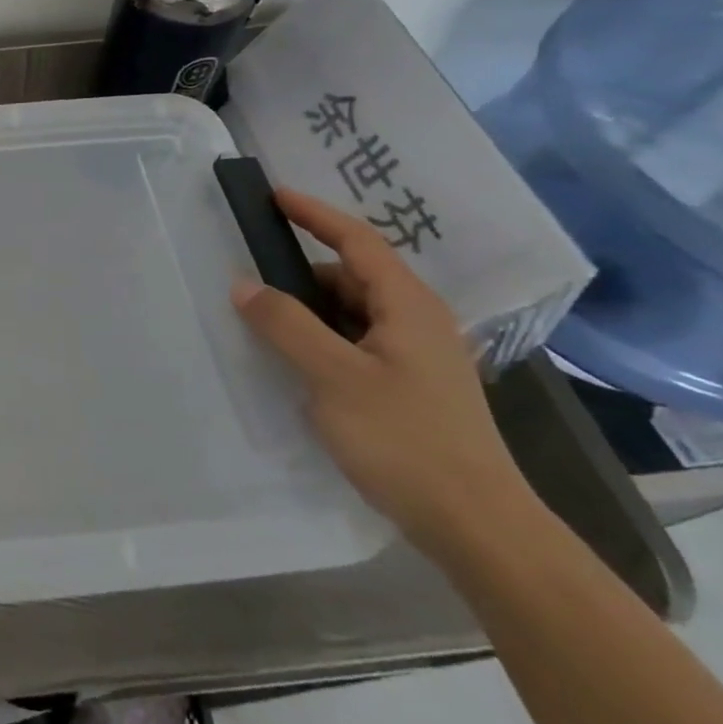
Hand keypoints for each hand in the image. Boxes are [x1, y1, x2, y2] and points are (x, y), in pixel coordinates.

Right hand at [231, 188, 537, 559]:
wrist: (478, 527)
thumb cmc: (405, 440)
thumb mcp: (333, 377)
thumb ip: (285, 325)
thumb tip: (244, 285)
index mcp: (407, 306)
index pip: (358, 241)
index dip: (315, 214)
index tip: (274, 196)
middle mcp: (417, 322)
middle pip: (353, 276)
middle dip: (303, 272)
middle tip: (254, 279)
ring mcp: (418, 358)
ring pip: (355, 312)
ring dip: (312, 310)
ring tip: (268, 324)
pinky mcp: (412, 388)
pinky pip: (358, 343)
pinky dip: (325, 339)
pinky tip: (299, 363)